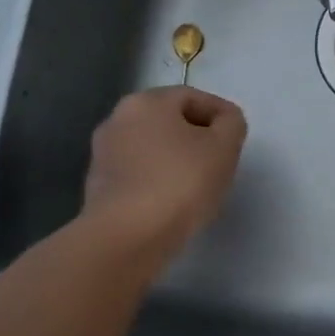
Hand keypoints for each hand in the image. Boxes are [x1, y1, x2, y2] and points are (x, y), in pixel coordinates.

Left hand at [81, 87, 247, 251]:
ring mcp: (103, 155)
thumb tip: (223, 122)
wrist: (127, 238)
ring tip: (200, 184)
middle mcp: (117, 120)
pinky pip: (139, 174)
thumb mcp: (224, 146)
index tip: (237, 139)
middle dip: (197, 137)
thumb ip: (232, 124)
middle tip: (221, 160)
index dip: (220, 114)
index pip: (193, 97)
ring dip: (176, 159)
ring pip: (153, 148)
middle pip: (169, 121)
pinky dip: (158, 180)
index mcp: (146, 102)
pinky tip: (174, 202)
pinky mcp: (98, 188)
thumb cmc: (180, 182)